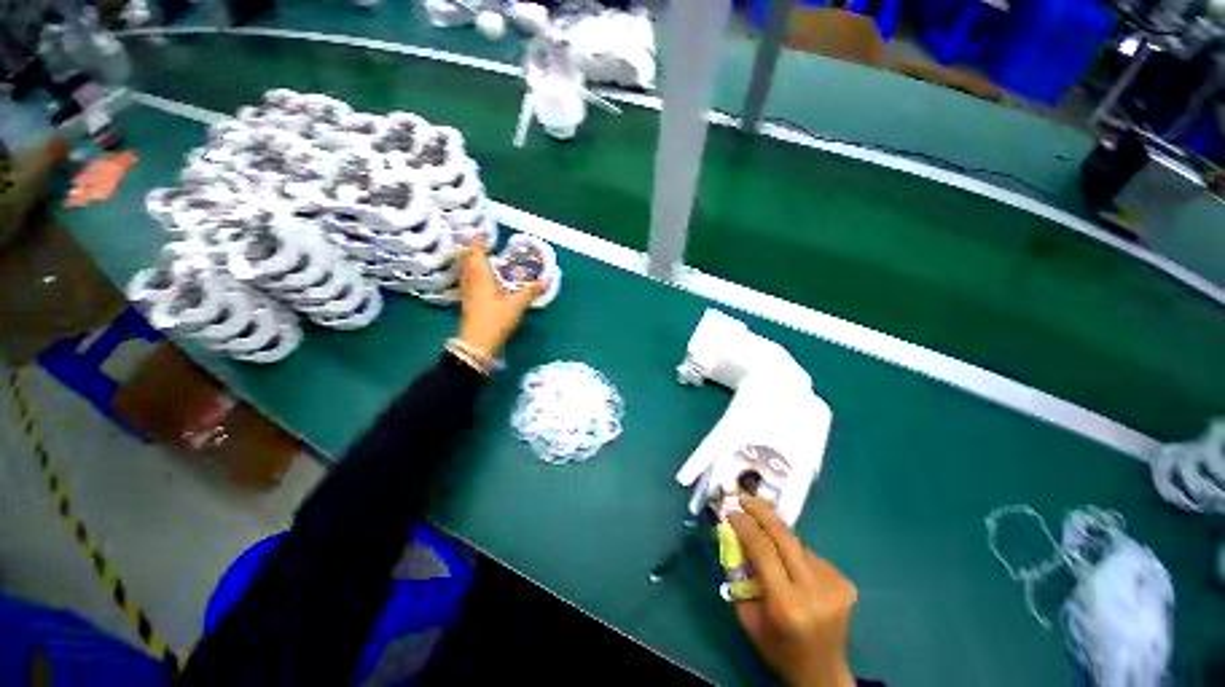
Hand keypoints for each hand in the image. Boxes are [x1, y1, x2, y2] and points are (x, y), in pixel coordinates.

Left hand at [457, 236, 539, 359]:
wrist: (478, 343)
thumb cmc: (496, 320)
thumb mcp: (516, 305)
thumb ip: (530, 291)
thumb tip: (545, 280)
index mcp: (481, 278)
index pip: (477, 255)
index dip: (478, 244)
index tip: (480, 234)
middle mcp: (471, 283)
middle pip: (467, 262)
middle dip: (471, 251)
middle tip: (478, 244)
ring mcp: (468, 294)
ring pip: (466, 273)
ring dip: (469, 263)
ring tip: (477, 258)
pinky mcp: (468, 304)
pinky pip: (468, 283)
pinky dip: (471, 276)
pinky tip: (478, 281)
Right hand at [726, 496, 856, 686]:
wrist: (823, 672)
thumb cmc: (778, 648)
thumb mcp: (748, 617)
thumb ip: (740, 577)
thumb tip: (734, 537)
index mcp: (787, 604)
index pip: (763, 549)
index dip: (744, 525)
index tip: (730, 510)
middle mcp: (814, 590)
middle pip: (784, 536)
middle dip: (761, 511)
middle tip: (744, 498)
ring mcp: (834, 584)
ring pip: (797, 543)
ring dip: (778, 535)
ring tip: (766, 538)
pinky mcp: (845, 582)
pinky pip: (810, 554)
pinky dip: (795, 553)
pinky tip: (791, 566)